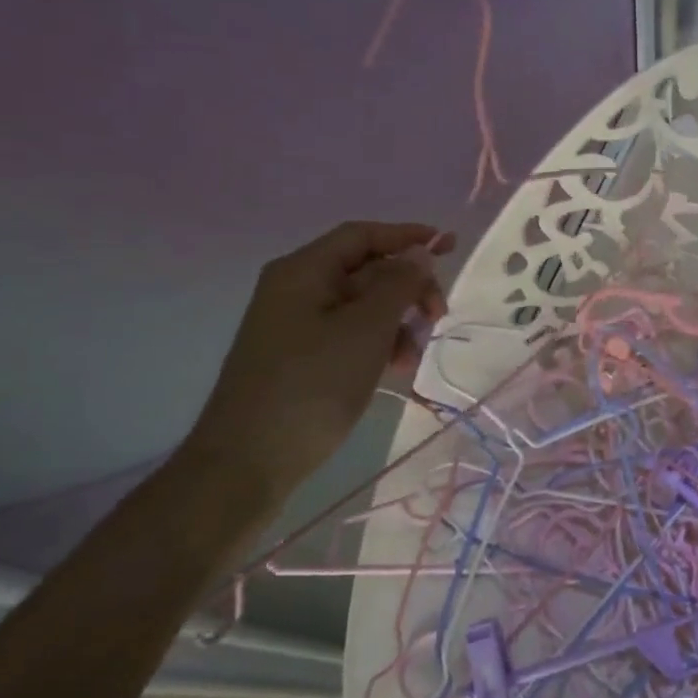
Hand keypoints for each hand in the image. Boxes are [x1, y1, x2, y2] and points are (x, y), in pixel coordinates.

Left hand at [182, 221, 455, 501]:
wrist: (249, 462)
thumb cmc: (311, 385)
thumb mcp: (367, 330)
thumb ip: (399, 285)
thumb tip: (419, 253)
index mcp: (304, 272)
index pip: (362, 235)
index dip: (406, 236)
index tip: (449, 245)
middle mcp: (297, 290)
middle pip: (367, 270)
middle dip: (408, 288)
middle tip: (439, 314)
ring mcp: (298, 325)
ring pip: (364, 306)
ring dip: (399, 322)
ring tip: (414, 355)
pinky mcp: (303, 357)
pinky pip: (352, 334)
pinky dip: (380, 344)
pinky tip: (396, 369)